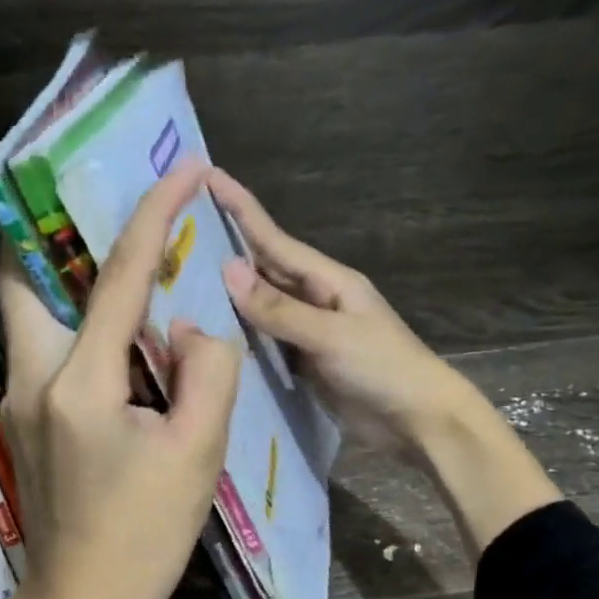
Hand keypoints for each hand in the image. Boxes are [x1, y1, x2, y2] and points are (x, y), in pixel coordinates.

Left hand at [0, 160, 242, 598]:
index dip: (155, 214)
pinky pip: (43, 346)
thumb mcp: (199, 454)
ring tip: (120, 260)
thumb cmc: (144, 538)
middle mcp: (32, 378)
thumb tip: (187, 324)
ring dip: (66, 274)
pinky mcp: (21, 420)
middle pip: (28, 276)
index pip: (119, 276)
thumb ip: (206, 371)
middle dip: (63, 228)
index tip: (182, 169)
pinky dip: (73, 320)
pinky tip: (114, 332)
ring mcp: (17, 400)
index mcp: (80, 383)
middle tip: (109, 206)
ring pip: (30, 310)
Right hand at [208, 167, 561, 553]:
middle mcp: (315, 299)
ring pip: (261, 305)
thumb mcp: (331, 335)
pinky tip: (211, 332)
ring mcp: (309, 332)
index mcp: (328, 280)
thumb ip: (279, 308)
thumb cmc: (383, 368)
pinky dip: (240, 333)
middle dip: (227, 247)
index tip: (208, 177)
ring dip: (228, 293)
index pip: (274, 239)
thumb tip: (228, 270)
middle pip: (264, 267)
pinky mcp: (304, 362)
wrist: (418, 421)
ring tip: (182, 279)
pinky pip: (265, 340)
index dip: (241, 209)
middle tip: (181, 230)